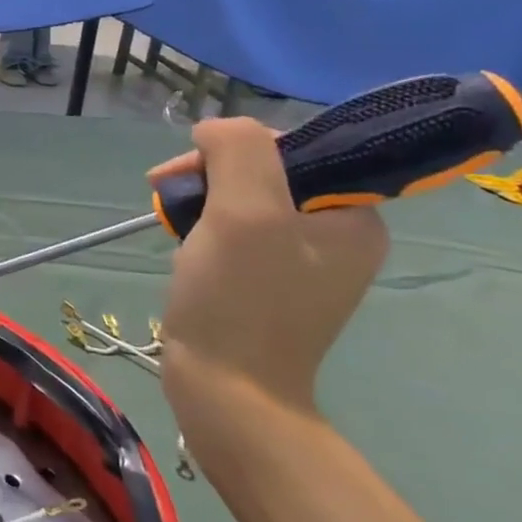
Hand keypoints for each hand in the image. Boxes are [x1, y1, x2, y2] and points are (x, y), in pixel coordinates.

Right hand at [149, 118, 387, 417]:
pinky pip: (237, 229)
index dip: (235, 148)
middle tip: (168, 194)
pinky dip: (204, 226)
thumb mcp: (245, 212)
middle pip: (266, 171)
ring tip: (171, 221)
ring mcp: (303, 260)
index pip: (291, 148)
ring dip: (202, 199)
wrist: (227, 391)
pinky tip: (185, 242)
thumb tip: (215, 130)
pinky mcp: (269, 280)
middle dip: (211, 174)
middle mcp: (337, 234)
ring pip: (245, 198)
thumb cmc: (240, 300)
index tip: (191, 171)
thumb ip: (239, 151)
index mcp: (353, 217)